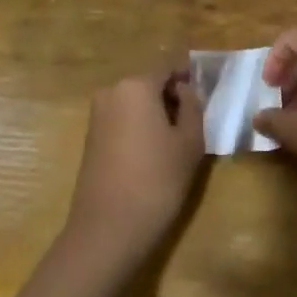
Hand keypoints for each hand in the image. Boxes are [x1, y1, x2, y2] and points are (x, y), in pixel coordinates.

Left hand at [63, 72, 205, 265]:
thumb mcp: (189, 142)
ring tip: (176, 140)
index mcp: (136, 85)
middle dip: (171, 96)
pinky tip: (153, 153)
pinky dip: (139, 127)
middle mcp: (112, 91)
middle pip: (149, 83)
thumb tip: (185, 90)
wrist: (107, 230)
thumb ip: (192, 107)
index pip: (168, 67)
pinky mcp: (90, 138)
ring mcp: (97, 115)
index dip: (189, 76)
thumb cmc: (156, 180)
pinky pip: (122, 120)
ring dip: (155, 113)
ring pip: (135, 102)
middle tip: (194, 121)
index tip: (206, 94)